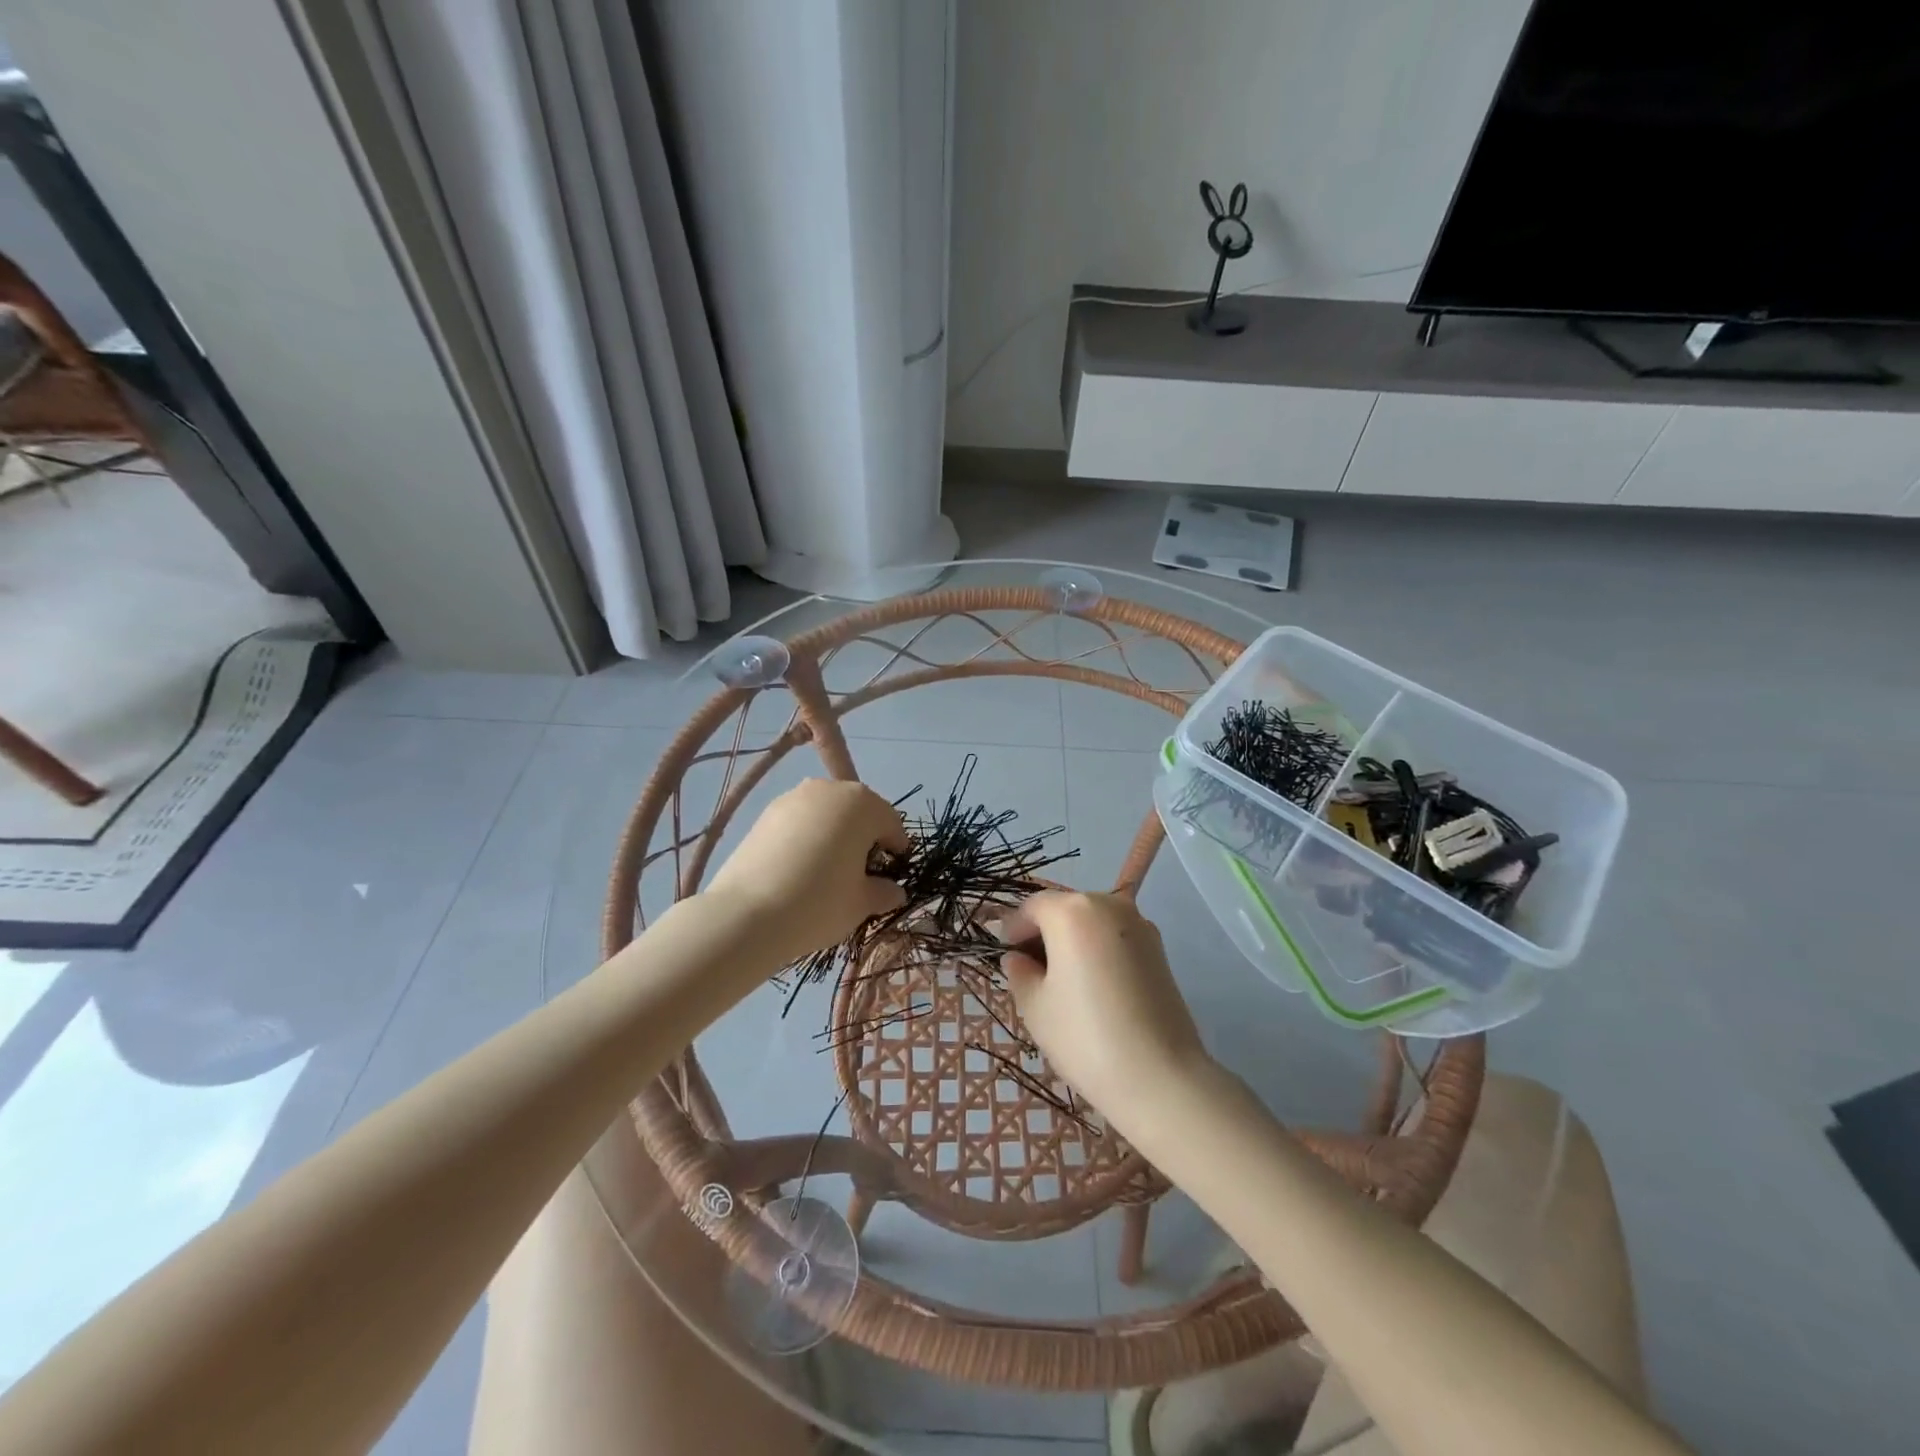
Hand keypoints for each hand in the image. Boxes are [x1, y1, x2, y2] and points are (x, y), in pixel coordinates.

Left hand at [705, 779, 908, 963]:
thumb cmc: (819, 903)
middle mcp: (829, 789)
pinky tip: (800, 868)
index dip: (895, 849)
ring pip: (827, 814)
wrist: (746, 915)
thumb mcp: (862, 903)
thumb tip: (893, 891)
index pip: (891, 823)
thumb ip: (884, 892)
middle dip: (865, 836)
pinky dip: (807, 837)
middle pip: (858, 811)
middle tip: (861, 872)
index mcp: (862, 803)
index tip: (892, 873)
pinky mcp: (765, 813)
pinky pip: (800, 821)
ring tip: (827, 870)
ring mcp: (793, 797)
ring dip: (834, 834)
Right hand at [1000, 891, 1212, 1132]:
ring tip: (1062, 982)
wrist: (1161, 1077)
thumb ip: (1020, 973)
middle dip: (1044, 933)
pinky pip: (1115, 938)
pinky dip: (1098, 950)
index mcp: (1072, 911)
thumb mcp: (1035, 1007)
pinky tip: (1093, 987)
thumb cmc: (1086, 1037)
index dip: (1013, 930)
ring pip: (1092, 922)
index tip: (1005, 957)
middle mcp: (1108, 905)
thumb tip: (1018, 959)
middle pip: (1064, 909)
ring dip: (1072, 941)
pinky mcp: (1159, 949)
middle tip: (1030, 971)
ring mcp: (1139, 925)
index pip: (1032, 907)